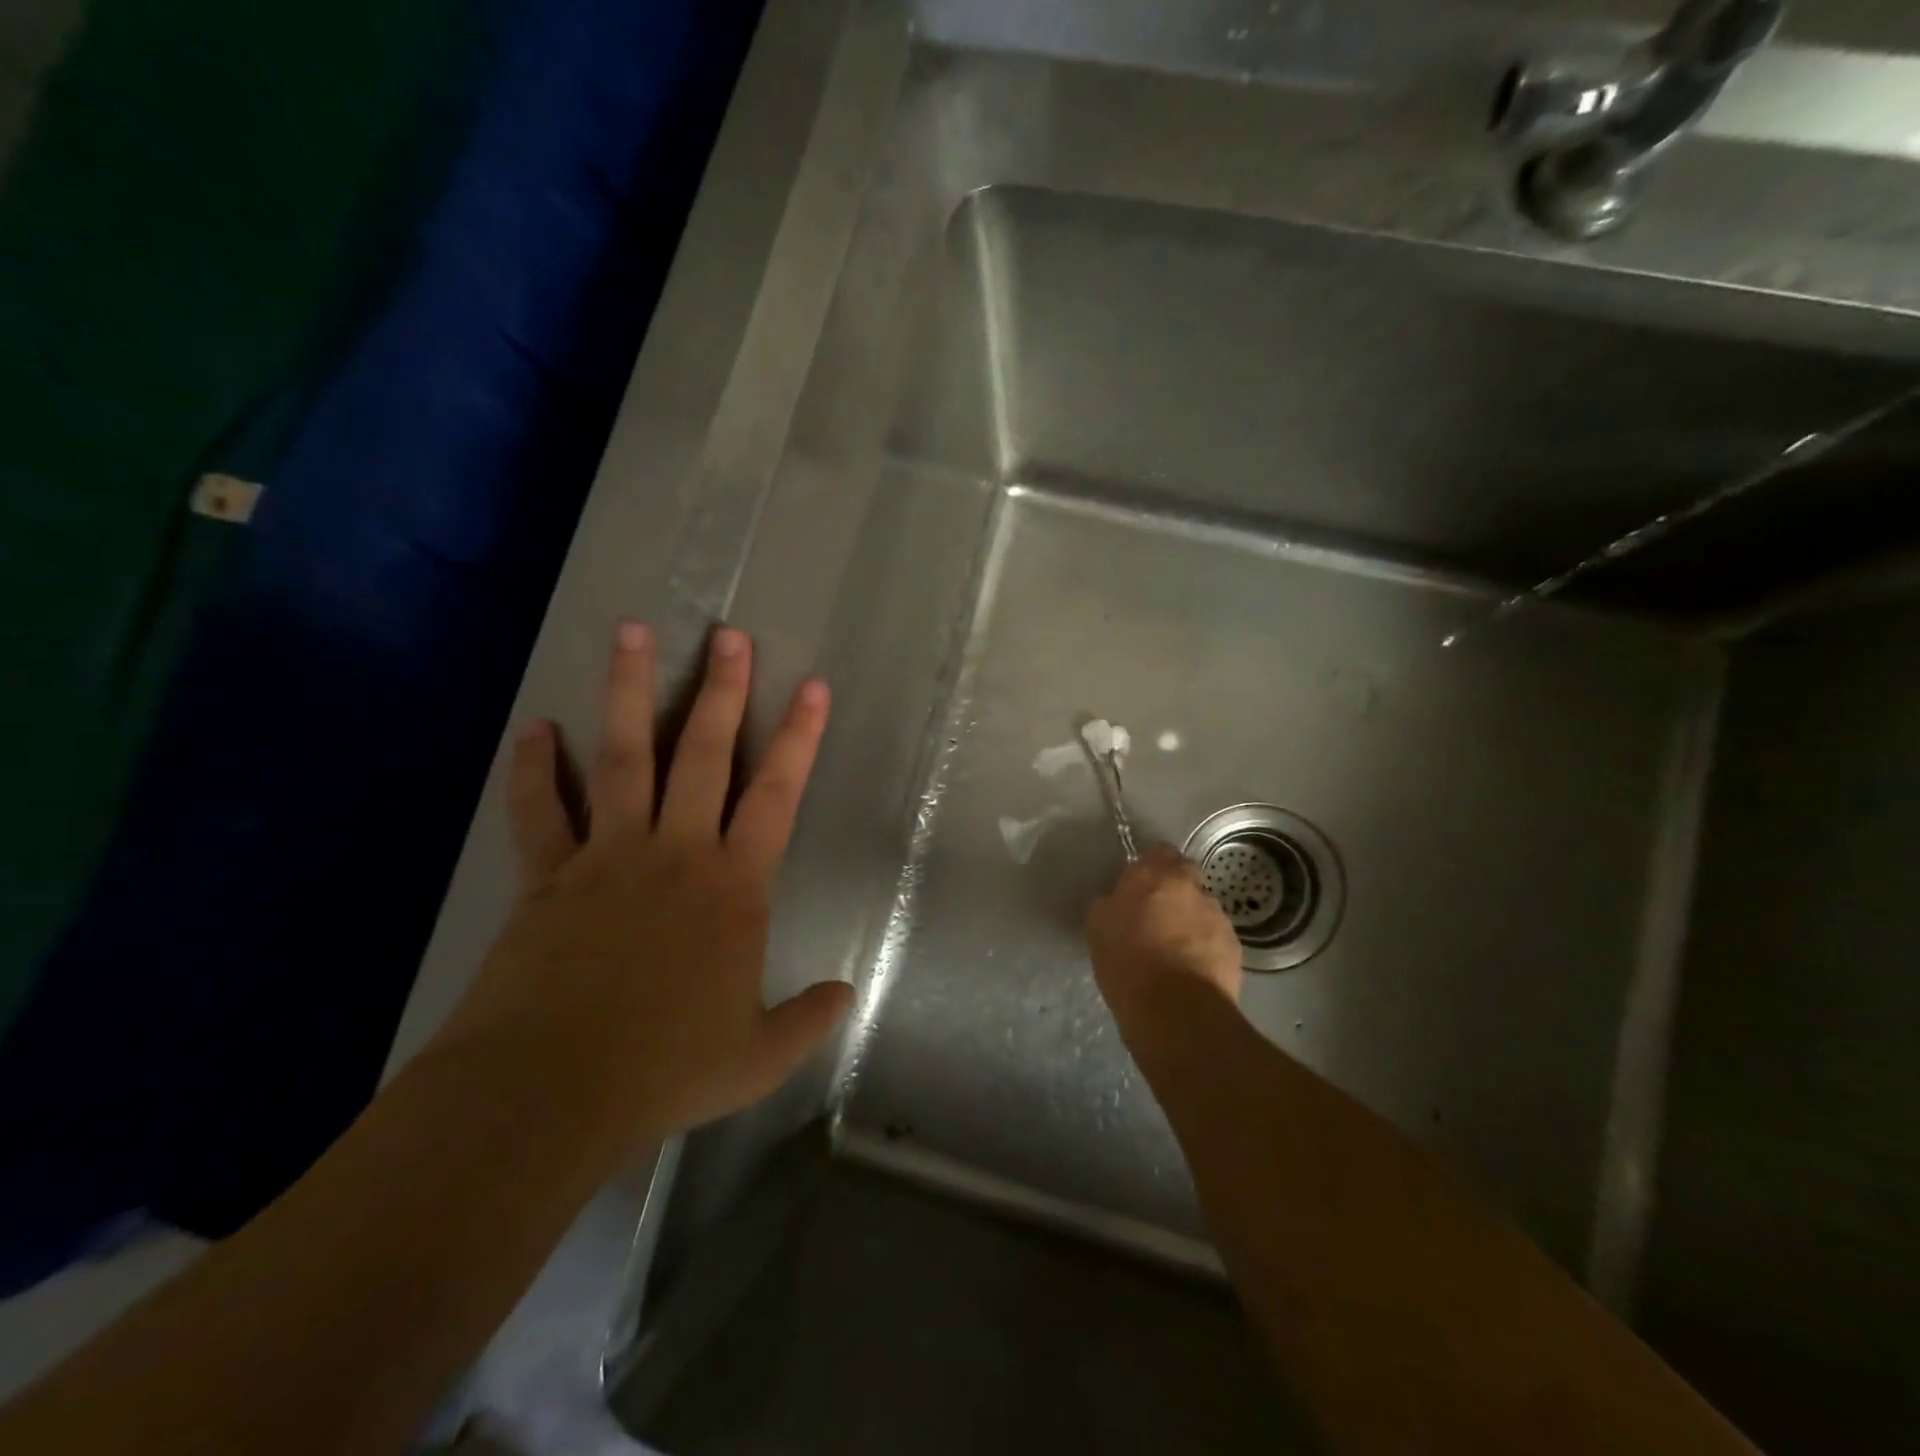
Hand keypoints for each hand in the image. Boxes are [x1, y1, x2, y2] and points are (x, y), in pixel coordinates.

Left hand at [444, 623, 852, 1149]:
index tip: (813, 687)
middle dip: (722, 690)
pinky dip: (533, 769)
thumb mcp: (758, 1056)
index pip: (777, 795)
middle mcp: (676, 853)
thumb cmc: (667, 1069)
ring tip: (632, 632)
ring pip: (624, 756)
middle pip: (704, 754)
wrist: (551, 1092)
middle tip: (729, 635)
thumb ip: (807, 1019)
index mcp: (734, 886)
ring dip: (629, 692)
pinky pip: (540, 810)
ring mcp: (608, 855)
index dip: (799, 738)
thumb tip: (845, 996)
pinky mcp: (548, 875)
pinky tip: (534, 728)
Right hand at [1086, 845, 1243, 1035]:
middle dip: (1175, 889)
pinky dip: (1206, 945)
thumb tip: (1118, 899)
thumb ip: (1110, 903)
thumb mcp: (1098, 929)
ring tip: (1177, 949)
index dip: (1152, 866)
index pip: (1160, 851)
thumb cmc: (1127, 965)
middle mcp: (1189, 886)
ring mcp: (1216, 915)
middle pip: (1186, 876)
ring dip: (1192, 918)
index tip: (1141, 884)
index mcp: (1153, 875)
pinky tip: (1193, 969)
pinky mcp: (1234, 945)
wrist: (1176, 1011)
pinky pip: (1217, 936)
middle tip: (1157, 915)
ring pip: (1203, 907)